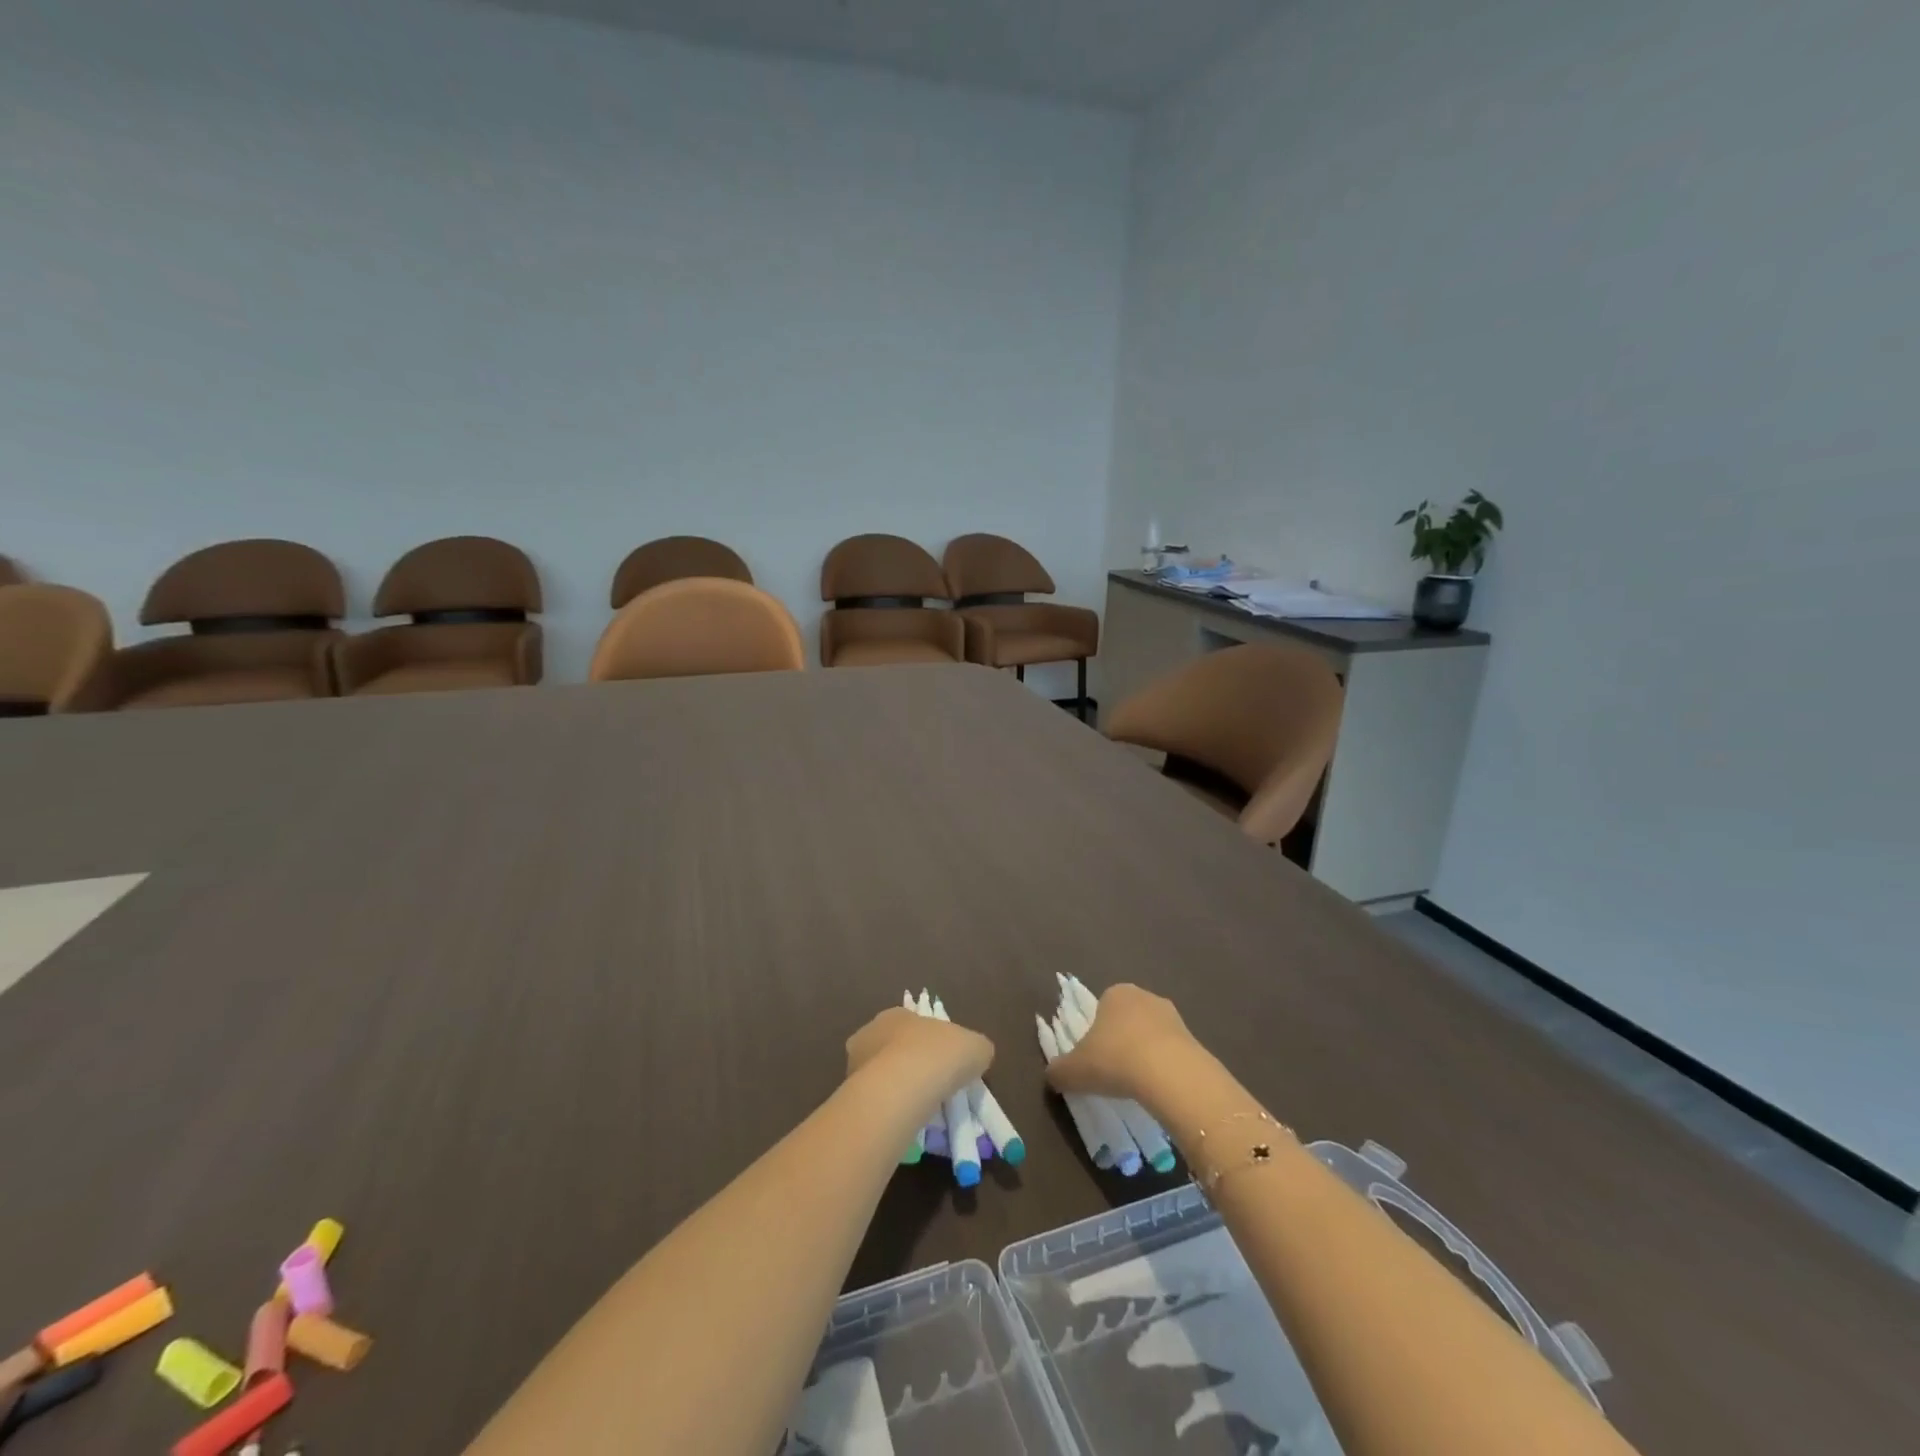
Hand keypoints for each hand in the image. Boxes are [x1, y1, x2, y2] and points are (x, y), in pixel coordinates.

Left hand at [846, 1007, 993, 1108]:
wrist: (901, 1088)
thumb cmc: (937, 1054)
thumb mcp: (975, 1046)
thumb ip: (976, 1048)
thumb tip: (976, 1057)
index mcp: (895, 1014)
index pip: (913, 1026)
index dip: (931, 1045)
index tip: (945, 1066)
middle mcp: (869, 1034)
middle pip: (894, 1051)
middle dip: (912, 1069)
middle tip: (934, 1090)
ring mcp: (855, 1066)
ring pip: (882, 1079)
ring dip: (899, 1093)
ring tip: (923, 1115)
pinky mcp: (850, 1096)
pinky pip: (876, 1103)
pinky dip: (891, 1112)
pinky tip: (908, 1125)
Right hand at [1047, 984, 1196, 1099]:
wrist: (1171, 1075)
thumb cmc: (1115, 1060)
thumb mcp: (1074, 1070)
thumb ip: (1058, 1070)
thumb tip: (1052, 1075)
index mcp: (1115, 993)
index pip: (1100, 1007)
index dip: (1095, 1033)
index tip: (1093, 1058)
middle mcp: (1145, 996)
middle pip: (1126, 1019)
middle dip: (1120, 1041)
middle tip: (1112, 1072)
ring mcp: (1173, 1016)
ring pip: (1150, 1035)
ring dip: (1143, 1054)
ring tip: (1136, 1085)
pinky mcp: (1194, 1039)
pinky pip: (1170, 1052)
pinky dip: (1163, 1067)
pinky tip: (1158, 1088)